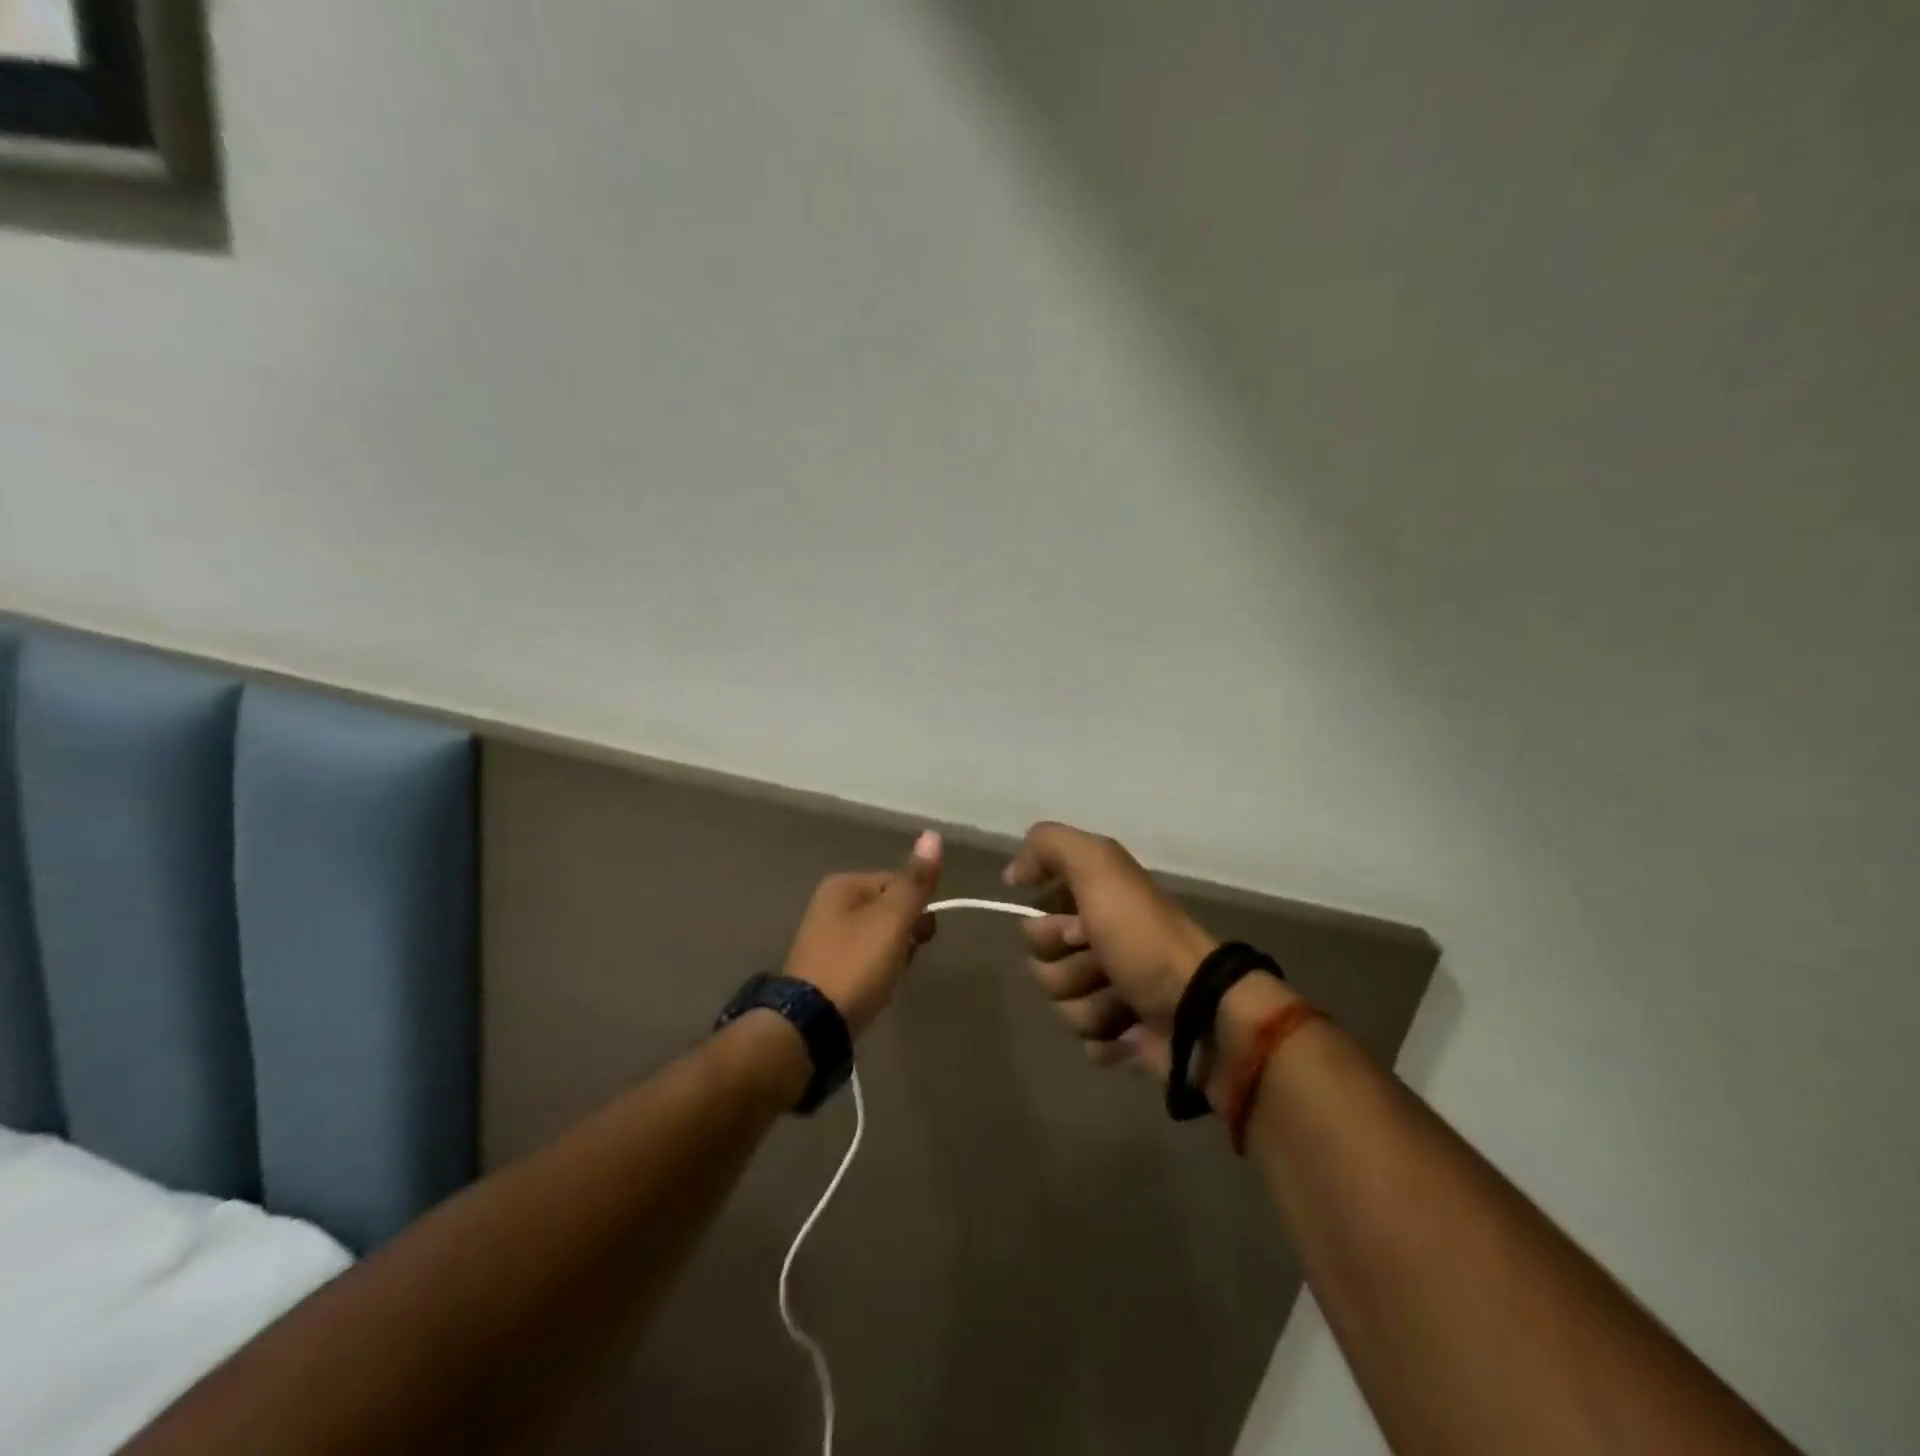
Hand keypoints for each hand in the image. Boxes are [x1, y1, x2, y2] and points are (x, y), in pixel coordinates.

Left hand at [782, 830, 943, 1035]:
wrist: (809, 1025)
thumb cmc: (855, 963)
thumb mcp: (892, 918)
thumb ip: (915, 881)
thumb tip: (932, 834)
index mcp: (843, 884)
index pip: (898, 883)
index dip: (917, 909)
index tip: (919, 937)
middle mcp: (829, 904)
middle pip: (889, 910)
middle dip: (905, 935)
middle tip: (901, 959)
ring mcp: (825, 938)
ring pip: (880, 937)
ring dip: (892, 956)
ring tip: (886, 978)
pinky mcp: (825, 969)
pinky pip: (864, 960)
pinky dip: (875, 973)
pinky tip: (873, 989)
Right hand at [1003, 822, 1217, 1076]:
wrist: (1198, 1010)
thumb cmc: (1142, 936)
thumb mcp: (1097, 865)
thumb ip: (1049, 846)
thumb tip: (1012, 875)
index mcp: (1099, 903)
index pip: (1036, 917)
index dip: (1049, 926)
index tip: (1077, 927)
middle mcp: (1105, 941)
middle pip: (1042, 965)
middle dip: (1067, 969)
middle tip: (1102, 964)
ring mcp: (1117, 990)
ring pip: (1063, 1005)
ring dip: (1090, 1006)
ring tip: (1124, 1003)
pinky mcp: (1127, 1036)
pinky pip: (1088, 1042)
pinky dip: (1107, 1038)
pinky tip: (1131, 1030)